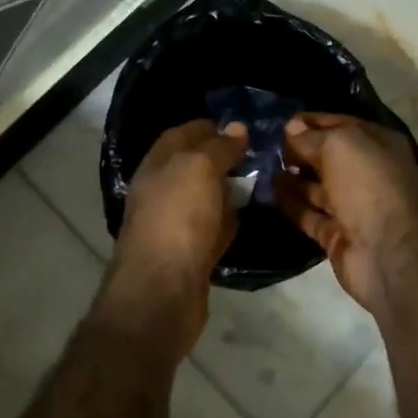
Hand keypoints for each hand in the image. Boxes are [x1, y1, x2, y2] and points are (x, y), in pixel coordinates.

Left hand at [103, 119, 248, 359]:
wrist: (162, 291)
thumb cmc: (178, 218)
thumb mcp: (199, 168)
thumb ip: (218, 147)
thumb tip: (236, 127)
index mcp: (157, 164)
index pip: (183, 134)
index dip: (209, 127)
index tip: (242, 127)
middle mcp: (161, 191)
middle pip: (194, 166)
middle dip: (223, 158)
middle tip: (259, 154)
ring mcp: (173, 224)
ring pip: (204, 198)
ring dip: (227, 191)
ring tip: (260, 182)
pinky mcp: (188, 253)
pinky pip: (211, 228)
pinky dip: (226, 222)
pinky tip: (244, 219)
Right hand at [277, 113, 417, 315]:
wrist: (388, 254)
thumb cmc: (367, 186)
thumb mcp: (339, 147)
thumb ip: (312, 137)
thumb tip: (291, 128)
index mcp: (378, 145)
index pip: (340, 125)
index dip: (311, 122)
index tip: (281, 123)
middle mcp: (368, 173)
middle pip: (328, 156)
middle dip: (299, 150)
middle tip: (267, 146)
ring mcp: (353, 206)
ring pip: (317, 186)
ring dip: (292, 176)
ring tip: (261, 167)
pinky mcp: (338, 233)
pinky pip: (310, 213)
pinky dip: (291, 203)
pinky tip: (269, 191)